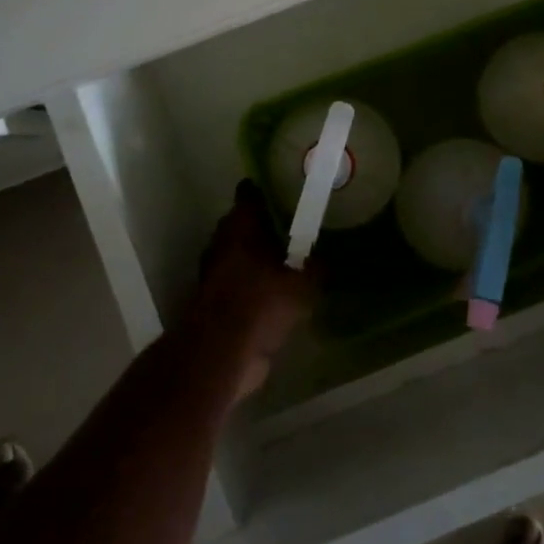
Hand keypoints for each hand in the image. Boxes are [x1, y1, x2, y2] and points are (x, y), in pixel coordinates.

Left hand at [190, 181, 315, 398]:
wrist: (221, 356)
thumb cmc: (261, 304)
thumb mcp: (304, 283)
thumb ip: (318, 266)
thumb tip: (328, 258)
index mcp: (239, 226)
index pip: (250, 194)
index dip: (267, 189)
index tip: (288, 188)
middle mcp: (222, 243)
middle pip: (243, 223)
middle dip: (267, 224)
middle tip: (297, 224)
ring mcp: (215, 273)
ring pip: (240, 254)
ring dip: (260, 256)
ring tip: (292, 259)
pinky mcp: (215, 301)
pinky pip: (240, 282)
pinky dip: (255, 284)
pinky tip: (279, 293)